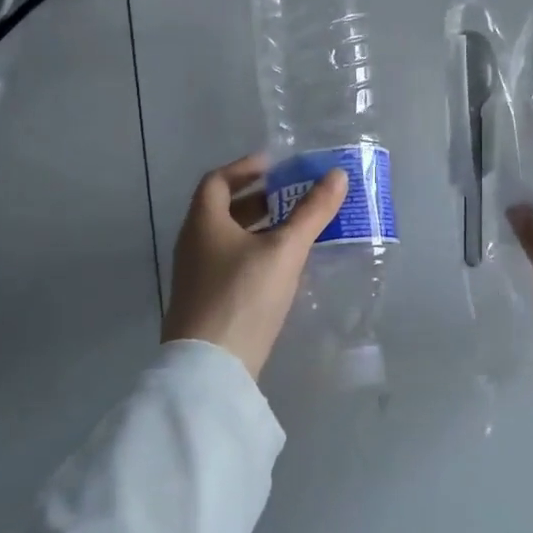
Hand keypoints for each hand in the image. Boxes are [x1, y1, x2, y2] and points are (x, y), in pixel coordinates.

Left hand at [162, 153, 348, 378]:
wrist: (210, 367)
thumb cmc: (244, 295)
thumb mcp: (284, 250)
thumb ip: (312, 212)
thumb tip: (338, 175)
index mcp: (203, 222)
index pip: (218, 180)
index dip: (246, 168)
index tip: (276, 165)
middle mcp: (194, 243)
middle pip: (223, 209)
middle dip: (259, 198)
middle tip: (293, 195)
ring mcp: (197, 275)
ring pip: (229, 238)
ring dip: (259, 227)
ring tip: (295, 228)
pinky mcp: (207, 301)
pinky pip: (231, 263)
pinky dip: (256, 253)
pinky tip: (283, 266)